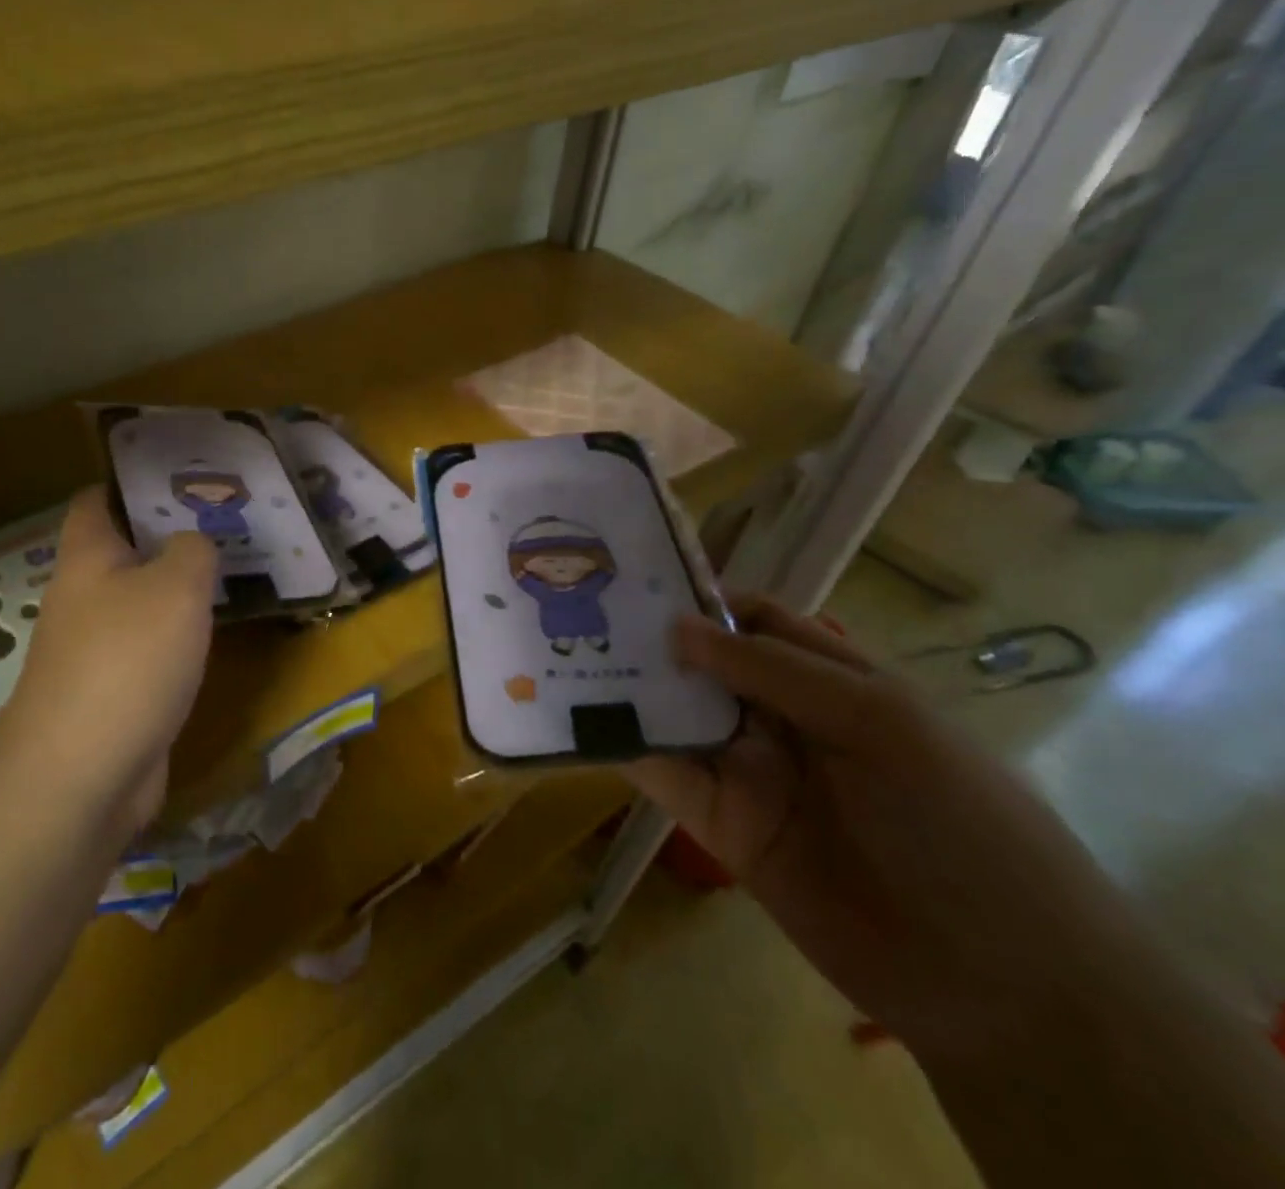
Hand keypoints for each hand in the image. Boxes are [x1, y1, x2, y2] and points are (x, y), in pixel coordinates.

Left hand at [0, 487, 217, 835]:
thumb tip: (194, 543)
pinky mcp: (117, 691)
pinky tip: (218, 632)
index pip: (98, 499)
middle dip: (172, 533)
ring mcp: (98, 648)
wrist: (82, 776)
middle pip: (126, 549)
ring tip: (235, 567)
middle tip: (228, 520)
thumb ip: (192, 550)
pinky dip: (182, 635)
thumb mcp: (175, 586)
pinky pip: (153, 647)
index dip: (134, 481)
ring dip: (181, 586)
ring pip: (144, 600)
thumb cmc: (126, 660)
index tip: (184, 475)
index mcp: (88, 557)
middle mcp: (85, 596)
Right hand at [626, 596, 1165, 1063]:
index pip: (754, 617)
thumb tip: (678, 627)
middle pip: (701, 662)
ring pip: (672, 712)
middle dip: (647, 636)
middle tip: (576, 607)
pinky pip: (662, 773)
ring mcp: (746, 768)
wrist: (1001, 984)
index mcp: (829, 678)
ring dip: (623, 686)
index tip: (635, 576)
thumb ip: (775, 670)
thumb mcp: (881, 723)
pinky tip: (575, 720)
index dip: (701, 594)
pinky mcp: (718, 819)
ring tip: (559, 653)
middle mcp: (780, 715)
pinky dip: (621, 745)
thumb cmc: (958, 823)